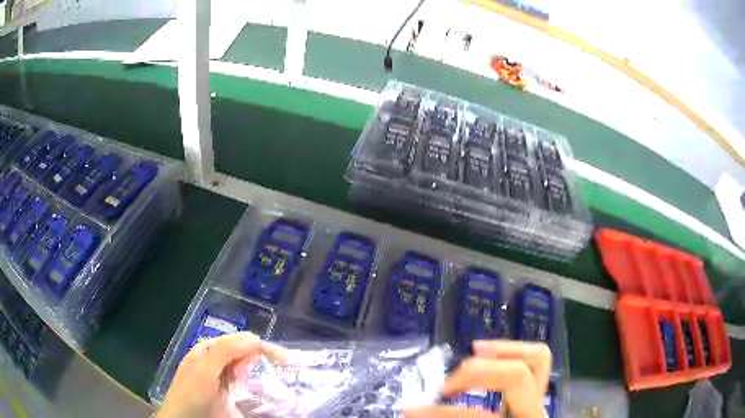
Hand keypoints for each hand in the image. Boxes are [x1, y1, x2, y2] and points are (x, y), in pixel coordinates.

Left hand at [156, 332, 286, 417]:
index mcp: (209, 350)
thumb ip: (225, 352)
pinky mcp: (231, 395)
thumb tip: (254, 338)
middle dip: (264, 355)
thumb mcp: (204, 369)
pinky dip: (259, 384)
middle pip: (245, 353)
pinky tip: (268, 386)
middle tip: (286, 364)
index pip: (238, 341)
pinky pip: (247, 385)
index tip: (282, 356)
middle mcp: (218, 361)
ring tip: (279, 371)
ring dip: (263, 369)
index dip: (259, 345)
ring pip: (248, 368)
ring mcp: (225, 379)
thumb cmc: (190, 393)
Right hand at [406, 340, 551, 417]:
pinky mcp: (537, 397)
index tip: (412, 412)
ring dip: (502, 351)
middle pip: (517, 375)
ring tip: (473, 352)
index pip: (480, 416)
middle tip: (444, 386)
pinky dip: (512, 353)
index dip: (445, 413)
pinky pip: (536, 364)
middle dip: (475, 374)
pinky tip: (489, 355)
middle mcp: (534, 414)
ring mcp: (540, 402)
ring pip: (537, 359)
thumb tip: (413, 413)